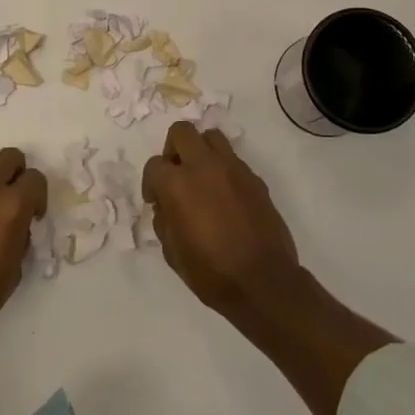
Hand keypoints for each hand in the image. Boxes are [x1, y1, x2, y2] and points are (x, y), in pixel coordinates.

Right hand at [143, 122, 301, 319]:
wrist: (263, 281)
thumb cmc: (211, 272)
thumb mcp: (172, 252)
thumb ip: (164, 220)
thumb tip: (166, 206)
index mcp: (177, 184)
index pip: (154, 165)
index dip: (151, 183)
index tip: (156, 202)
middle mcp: (204, 166)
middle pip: (182, 132)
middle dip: (173, 150)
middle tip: (176, 175)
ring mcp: (233, 168)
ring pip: (211, 136)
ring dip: (200, 151)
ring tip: (201, 178)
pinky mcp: (254, 178)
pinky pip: (233, 159)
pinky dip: (223, 169)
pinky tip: (225, 196)